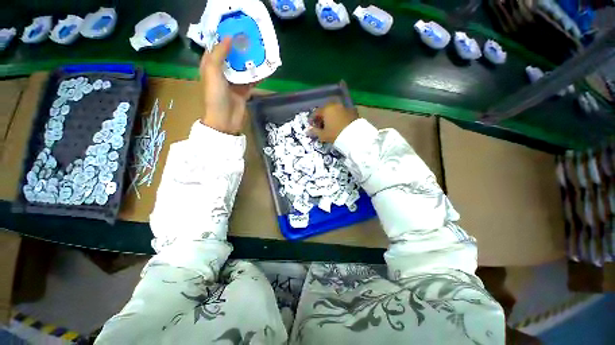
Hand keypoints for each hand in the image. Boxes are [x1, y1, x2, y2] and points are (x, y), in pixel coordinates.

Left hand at [200, 37, 254, 134]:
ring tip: (260, 51)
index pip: (215, 48)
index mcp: (210, 66)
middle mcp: (222, 73)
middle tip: (250, 39)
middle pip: (231, 57)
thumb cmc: (216, 96)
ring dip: (250, 61)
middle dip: (239, 49)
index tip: (234, 30)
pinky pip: (251, 81)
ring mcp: (233, 83)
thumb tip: (229, 38)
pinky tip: (265, 70)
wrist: (225, 120)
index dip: (223, 38)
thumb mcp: (212, 72)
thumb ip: (219, 54)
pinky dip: (257, 76)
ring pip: (242, 69)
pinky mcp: (244, 92)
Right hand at [310, 102, 358, 142]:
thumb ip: (314, 132)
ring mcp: (344, 107)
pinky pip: (341, 113)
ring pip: (334, 111)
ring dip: (330, 117)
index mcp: (326, 109)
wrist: (354, 135)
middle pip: (325, 110)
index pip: (316, 112)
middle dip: (321, 117)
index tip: (310, 125)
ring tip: (329, 126)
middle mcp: (335, 105)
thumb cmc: (335, 134)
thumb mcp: (323, 135)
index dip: (312, 119)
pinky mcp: (352, 111)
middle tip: (320, 126)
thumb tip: (307, 131)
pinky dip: (338, 117)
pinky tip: (338, 125)